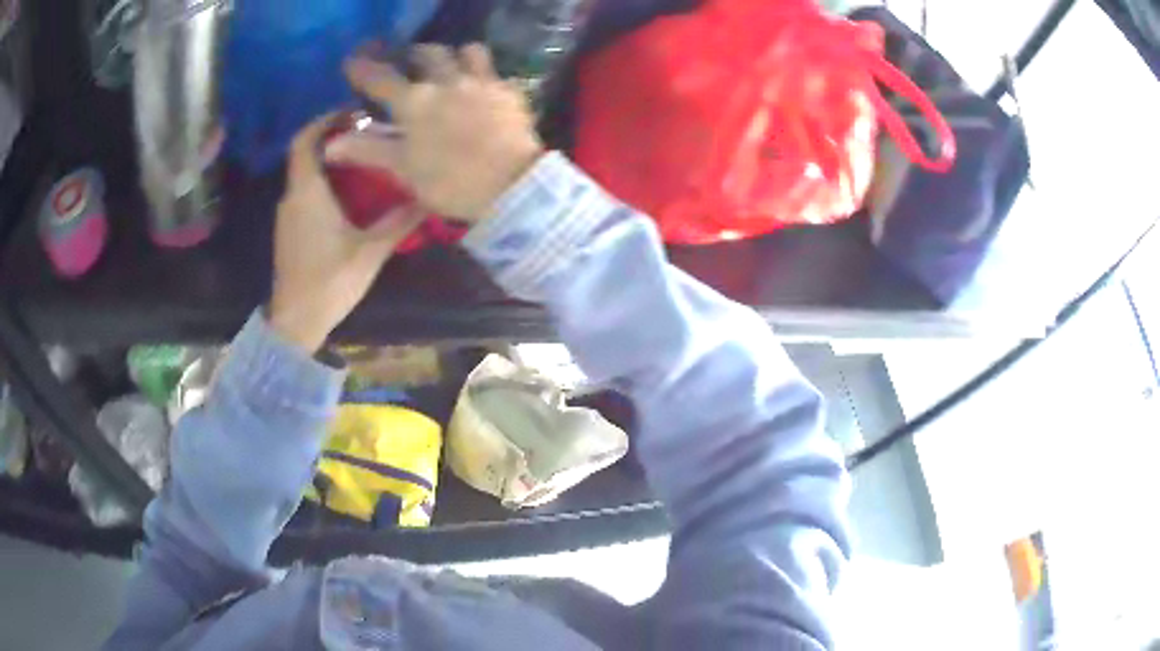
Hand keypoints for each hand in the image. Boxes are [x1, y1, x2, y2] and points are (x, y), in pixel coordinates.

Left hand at [270, 115, 425, 352]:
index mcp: (307, 193)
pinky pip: (303, 190)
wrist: (296, 322)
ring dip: (327, 157)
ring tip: (361, 153)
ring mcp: (287, 214)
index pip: (305, 141)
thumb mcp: (370, 251)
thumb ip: (398, 222)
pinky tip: (347, 187)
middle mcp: (292, 196)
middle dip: (330, 134)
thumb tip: (428, 197)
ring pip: (304, 172)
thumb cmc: (329, 282)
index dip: (324, 119)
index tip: (351, 110)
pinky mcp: (289, 229)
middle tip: (364, 129)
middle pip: (304, 152)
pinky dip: (322, 178)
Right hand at [331, 44, 544, 221]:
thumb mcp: (403, 169)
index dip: (363, 68)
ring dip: (455, 55)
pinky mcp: (509, 91)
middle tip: (408, 62)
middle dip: (413, 54)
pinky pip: (495, 72)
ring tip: (450, 68)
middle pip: (427, 53)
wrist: (511, 186)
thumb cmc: (450, 181)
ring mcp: (481, 82)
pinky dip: (484, 75)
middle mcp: (447, 81)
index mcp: (414, 101)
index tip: (352, 61)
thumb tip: (331, 144)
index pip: (381, 78)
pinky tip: (483, 88)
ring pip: (467, 51)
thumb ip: (369, 150)